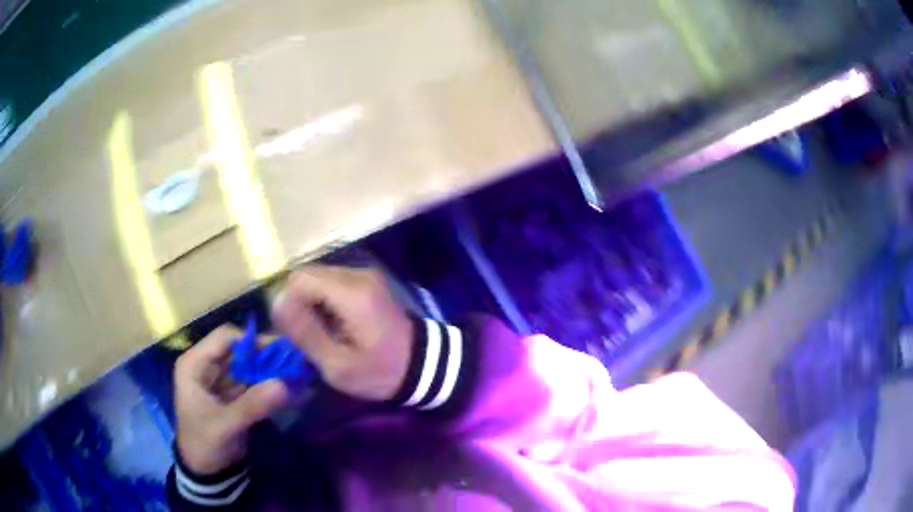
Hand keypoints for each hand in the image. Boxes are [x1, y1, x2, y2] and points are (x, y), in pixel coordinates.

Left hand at [174, 325, 289, 474]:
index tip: (281, 351)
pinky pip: (253, 382)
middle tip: (295, 362)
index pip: (224, 338)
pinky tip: (290, 388)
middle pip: (239, 350)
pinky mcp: (233, 395)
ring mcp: (221, 380)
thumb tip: (284, 385)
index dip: (251, 341)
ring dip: (270, 370)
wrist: (206, 472)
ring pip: (249, 365)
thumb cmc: (204, 444)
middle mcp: (207, 366)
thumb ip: (251, 406)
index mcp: (194, 364)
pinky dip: (269, 384)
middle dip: (265, 356)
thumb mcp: (225, 426)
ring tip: (297, 373)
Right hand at [271, 266, 414, 401]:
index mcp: (351, 293)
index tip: (295, 333)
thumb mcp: (338, 365)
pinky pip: (331, 282)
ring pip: (317, 277)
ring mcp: (364, 274)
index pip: (298, 279)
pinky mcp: (367, 280)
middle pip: (307, 275)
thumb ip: (305, 332)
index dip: (288, 304)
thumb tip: (275, 302)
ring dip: (310, 302)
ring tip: (320, 332)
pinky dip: (323, 300)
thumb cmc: (381, 372)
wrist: (424, 365)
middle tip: (306, 335)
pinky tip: (333, 324)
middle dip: (298, 303)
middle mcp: (357, 274)